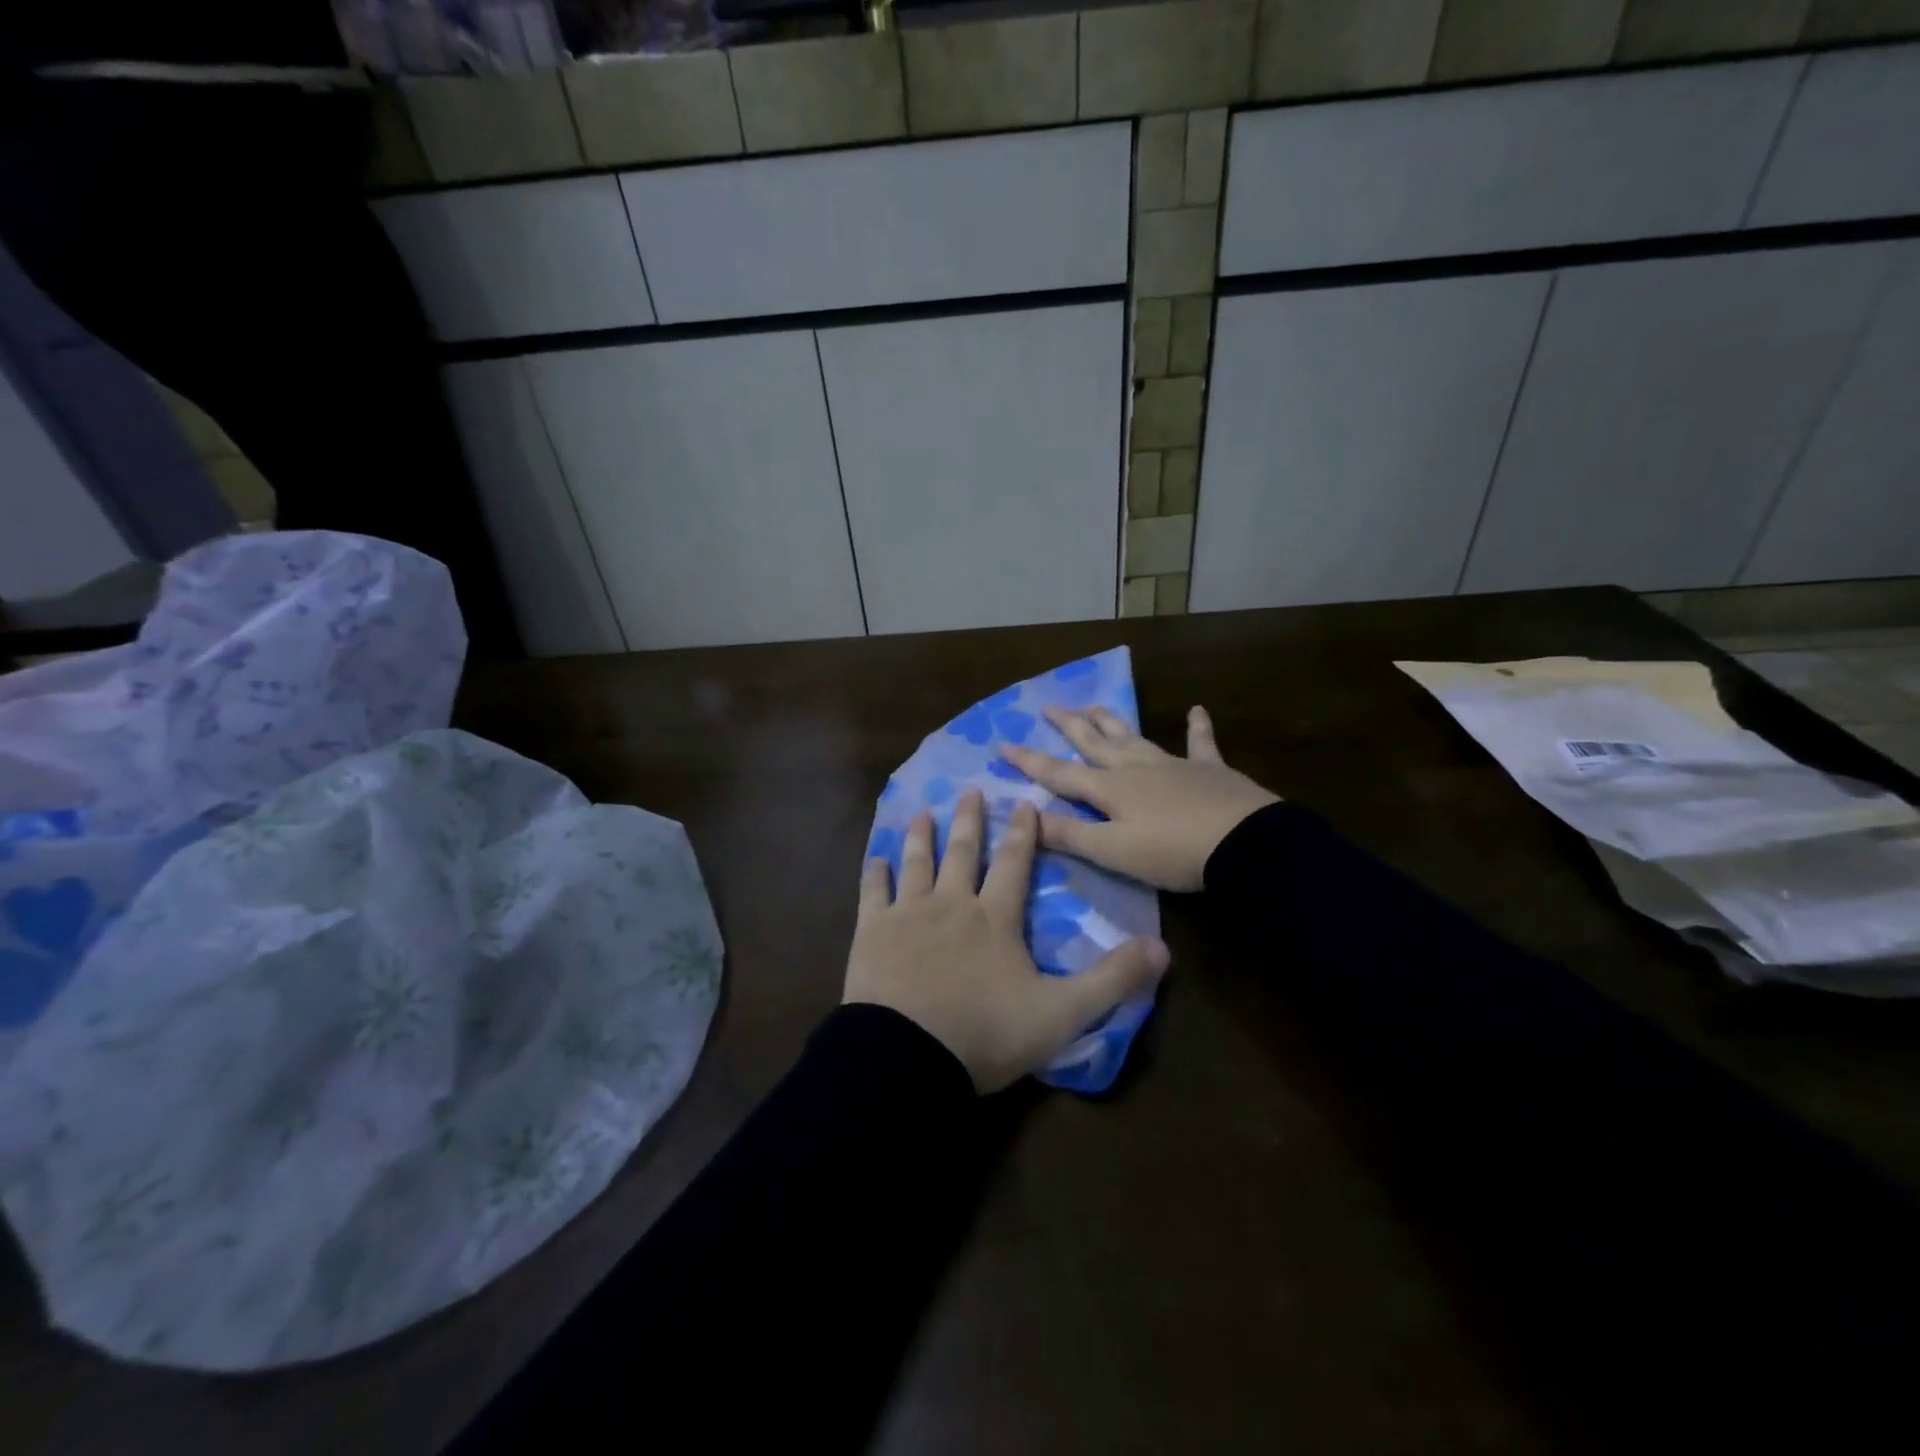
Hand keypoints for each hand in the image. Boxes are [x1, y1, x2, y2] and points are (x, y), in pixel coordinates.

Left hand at [844, 788, 1169, 1093]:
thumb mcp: (1062, 1013)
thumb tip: (1164, 947)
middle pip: (964, 853)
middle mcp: (952, 903)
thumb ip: (1112, 980)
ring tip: (924, 811)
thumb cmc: (986, 1034)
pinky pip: (874, 893)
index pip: (1015, 864)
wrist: (908, 1055)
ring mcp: (908, 914)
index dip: (1023, 832)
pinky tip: (875, 857)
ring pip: (918, 862)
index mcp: (996, 918)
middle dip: (971, 820)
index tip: (1024, 802)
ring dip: (922, 835)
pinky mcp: (873, 932)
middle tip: (971, 790)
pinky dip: (875, 873)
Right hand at [1000, 704, 1278, 892]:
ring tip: (1094, 706)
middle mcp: (1136, 768)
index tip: (1002, 743)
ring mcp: (1174, 765)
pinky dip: (1197, 727)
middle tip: (1048, 707)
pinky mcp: (1210, 771)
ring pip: (1134, 737)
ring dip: (1112, 722)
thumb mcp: (1113, 851)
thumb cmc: (1172, 852)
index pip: (1059, 773)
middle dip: (1068, 727)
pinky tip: (1197, 710)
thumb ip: (1069, 835)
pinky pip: (1200, 743)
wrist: (1245, 844)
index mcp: (1110, 789)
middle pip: (1094, 743)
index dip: (1029, 761)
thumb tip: (1025, 819)